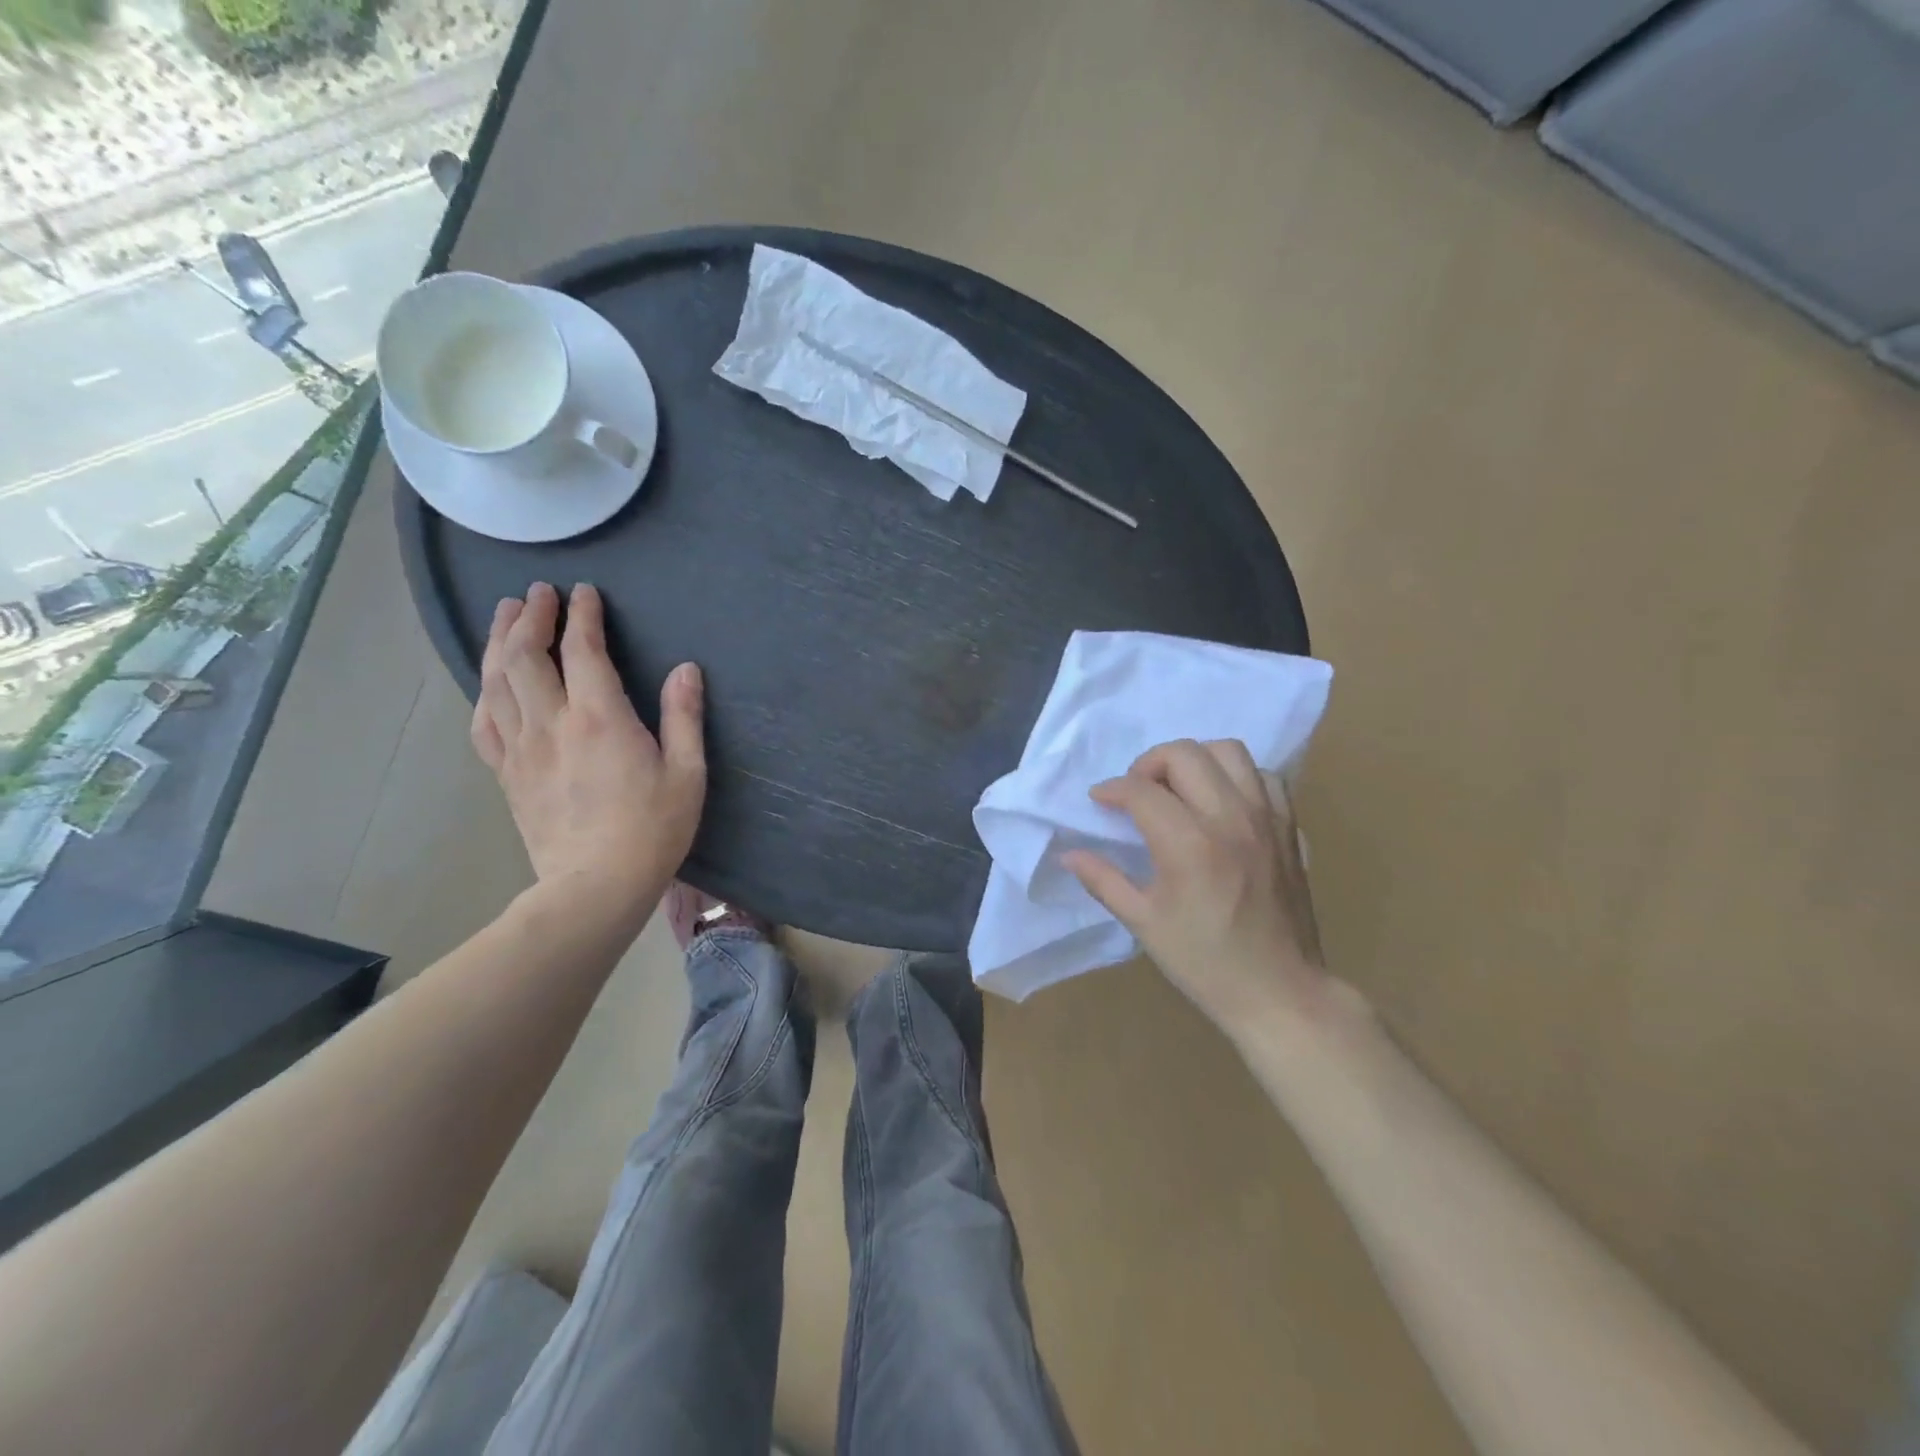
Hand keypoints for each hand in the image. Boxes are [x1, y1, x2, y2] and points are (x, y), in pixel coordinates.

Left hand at [471, 581, 704, 927]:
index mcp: (601, 718)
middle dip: (529, 616)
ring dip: (498, 642)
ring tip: (506, 616)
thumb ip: (684, 716)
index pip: (582, 650)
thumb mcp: (688, 773)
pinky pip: (484, 722)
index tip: (584, 593)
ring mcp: (521, 749)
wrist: (595, 886)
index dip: (581, 615)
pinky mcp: (507, 774)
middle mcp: (552, 723)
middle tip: (537, 593)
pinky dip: (484, 691)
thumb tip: (686, 669)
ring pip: (495, 682)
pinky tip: (490, 681)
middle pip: (525, 655)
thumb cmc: (653, 829)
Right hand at [1063, 738, 1346, 1030]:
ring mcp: (1265, 819)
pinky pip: (1264, 776)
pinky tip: (1220, 803)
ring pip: (1228, 751)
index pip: (1141, 790)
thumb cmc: (1205, 962)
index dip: (1112, 789)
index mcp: (1189, 846)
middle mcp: (1230, 819)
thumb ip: (1103, 880)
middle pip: (1184, 753)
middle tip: (1137, 792)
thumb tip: (1069, 854)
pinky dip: (1236, 777)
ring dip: (1194, 760)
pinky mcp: (1289, 827)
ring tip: (1178, 788)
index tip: (1099, 801)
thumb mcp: (1143, 923)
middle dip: (1149, 763)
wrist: (1279, 991)